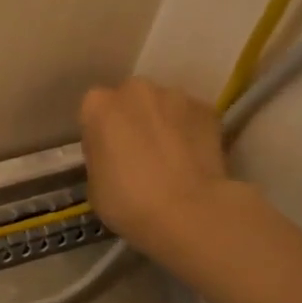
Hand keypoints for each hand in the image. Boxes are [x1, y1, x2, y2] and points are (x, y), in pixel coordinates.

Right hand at [79, 78, 233, 271]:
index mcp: (97, 105)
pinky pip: (192, 117)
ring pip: (163, 106)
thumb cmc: (127, 202)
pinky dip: (192, 131)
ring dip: (163, 123)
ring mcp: (174, 96)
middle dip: (133, 120)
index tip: (108, 156)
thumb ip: (100, 157)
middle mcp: (134, 90)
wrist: (188, 212)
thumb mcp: (94, 184)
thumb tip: (114, 156)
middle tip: (139, 153)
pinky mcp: (207, 109)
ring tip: (171, 157)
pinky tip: (194, 159)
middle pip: (130, 100)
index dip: (101, 135)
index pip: (94, 112)